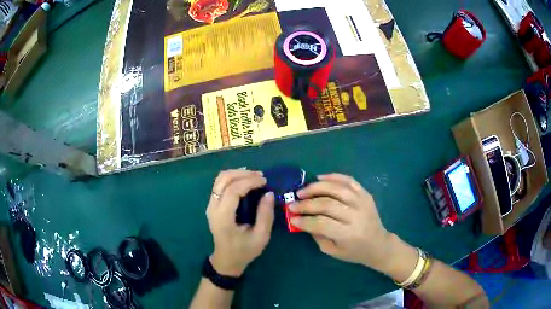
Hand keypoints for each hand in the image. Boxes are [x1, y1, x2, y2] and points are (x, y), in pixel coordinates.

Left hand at [206, 169, 274, 276]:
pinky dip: (233, 178)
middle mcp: (213, 208)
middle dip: (243, 173)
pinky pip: (220, 185)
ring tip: (254, 176)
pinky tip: (245, 180)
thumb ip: (265, 215)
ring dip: (237, 173)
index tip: (265, 181)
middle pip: (223, 180)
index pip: (232, 191)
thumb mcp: (261, 236)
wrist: (226, 260)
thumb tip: (269, 193)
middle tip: (260, 176)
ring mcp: (210, 205)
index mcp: (223, 218)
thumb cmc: (244, 251)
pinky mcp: (212, 205)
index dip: (249, 181)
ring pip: (220, 179)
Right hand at [289, 174, 392, 270]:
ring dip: (316, 188)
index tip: (291, 218)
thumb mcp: (333, 251)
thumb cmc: (354, 252)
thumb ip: (317, 235)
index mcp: (348, 234)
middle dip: (306, 204)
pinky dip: (334, 177)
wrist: (379, 244)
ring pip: (337, 189)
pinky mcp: (366, 194)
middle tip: (292, 203)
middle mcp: (356, 216)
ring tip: (302, 190)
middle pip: (327, 205)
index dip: (304, 220)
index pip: (321, 224)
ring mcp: (362, 202)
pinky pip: (349, 181)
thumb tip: (301, 219)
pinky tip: (320, 178)